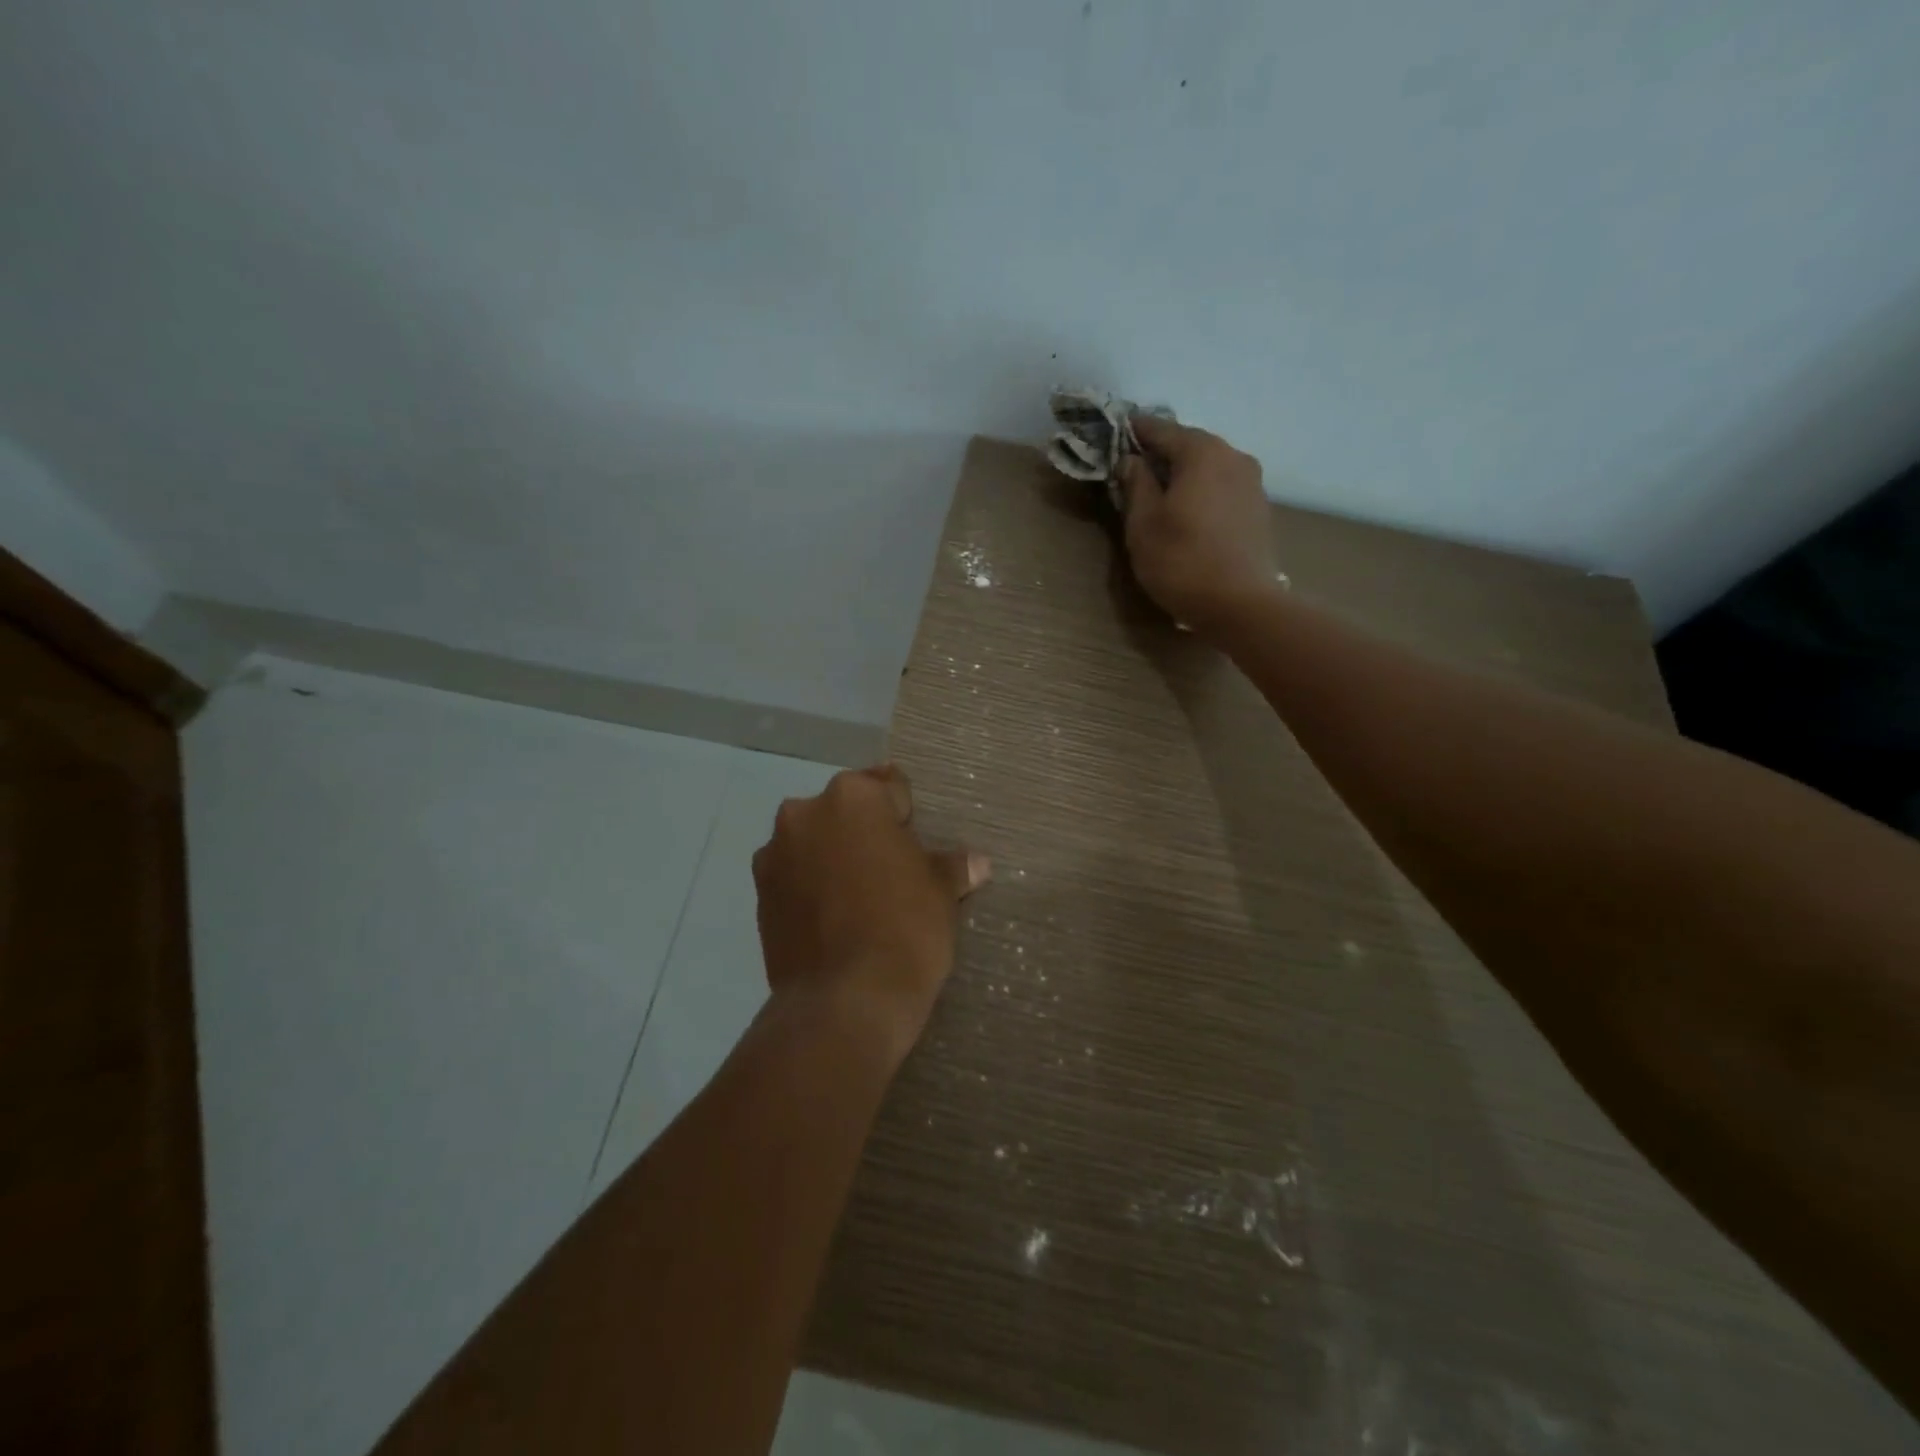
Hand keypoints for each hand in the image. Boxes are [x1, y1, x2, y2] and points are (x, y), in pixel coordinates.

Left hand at [752, 765, 988, 1061]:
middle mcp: (805, 813)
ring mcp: (775, 854)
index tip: (914, 841)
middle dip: (864, 833)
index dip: (905, 815)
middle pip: (845, 811)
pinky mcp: (759, 895)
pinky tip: (833, 919)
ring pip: (815, 842)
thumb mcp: (941, 893)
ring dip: (833, 857)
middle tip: (890, 872)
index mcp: (854, 797)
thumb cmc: (905, 929)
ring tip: (857, 899)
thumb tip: (976, 862)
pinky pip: (794, 876)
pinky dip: (810, 887)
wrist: (845, 1002)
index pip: (888, 786)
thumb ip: (952, 867)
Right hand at [1122, 416, 1281, 633]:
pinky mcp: (1258, 509)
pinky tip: (1188, 512)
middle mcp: (1232, 456)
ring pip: (1209, 466)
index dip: (1135, 431)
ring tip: (1160, 493)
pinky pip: (1222, 487)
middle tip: (1134, 468)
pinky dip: (1202, 491)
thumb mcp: (1143, 524)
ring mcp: (1251, 482)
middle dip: (1161, 453)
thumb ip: (1135, 484)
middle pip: (1189, 445)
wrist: (1240, 604)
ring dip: (1184, 474)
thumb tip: (1130, 460)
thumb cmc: (1181, 561)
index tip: (1116, 434)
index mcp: (1201, 452)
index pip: (1161, 429)